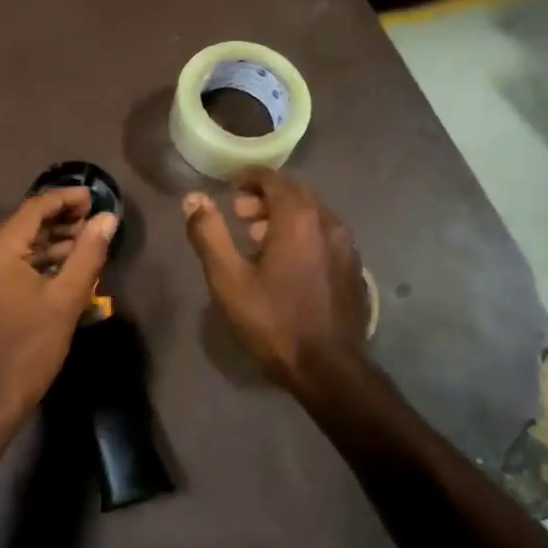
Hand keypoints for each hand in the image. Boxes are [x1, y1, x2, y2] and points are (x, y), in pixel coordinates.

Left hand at [0, 187, 117, 427]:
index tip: (94, 197)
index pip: (34, 208)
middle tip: (93, 220)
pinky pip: (4, 260)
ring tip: (83, 240)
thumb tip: (108, 218)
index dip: (66, 199)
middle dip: (59, 219)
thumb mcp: (66, 300)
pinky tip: (59, 263)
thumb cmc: (28, 350)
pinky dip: (31, 258)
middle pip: (22, 222)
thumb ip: (88, 253)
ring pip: (14, 242)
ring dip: (47, 240)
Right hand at [182, 168, 369, 387]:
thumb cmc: (274, 321)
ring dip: (284, 217)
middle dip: (265, 198)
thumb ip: (209, 234)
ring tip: (257, 240)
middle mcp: (328, 222)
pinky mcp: (353, 268)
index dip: (250, 178)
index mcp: (299, 218)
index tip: (230, 186)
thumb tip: (193, 199)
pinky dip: (303, 235)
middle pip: (295, 194)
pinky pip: (324, 236)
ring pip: (312, 215)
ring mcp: (346, 246)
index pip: (274, 179)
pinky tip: (286, 263)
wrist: (330, 370)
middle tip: (239, 215)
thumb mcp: (229, 279)